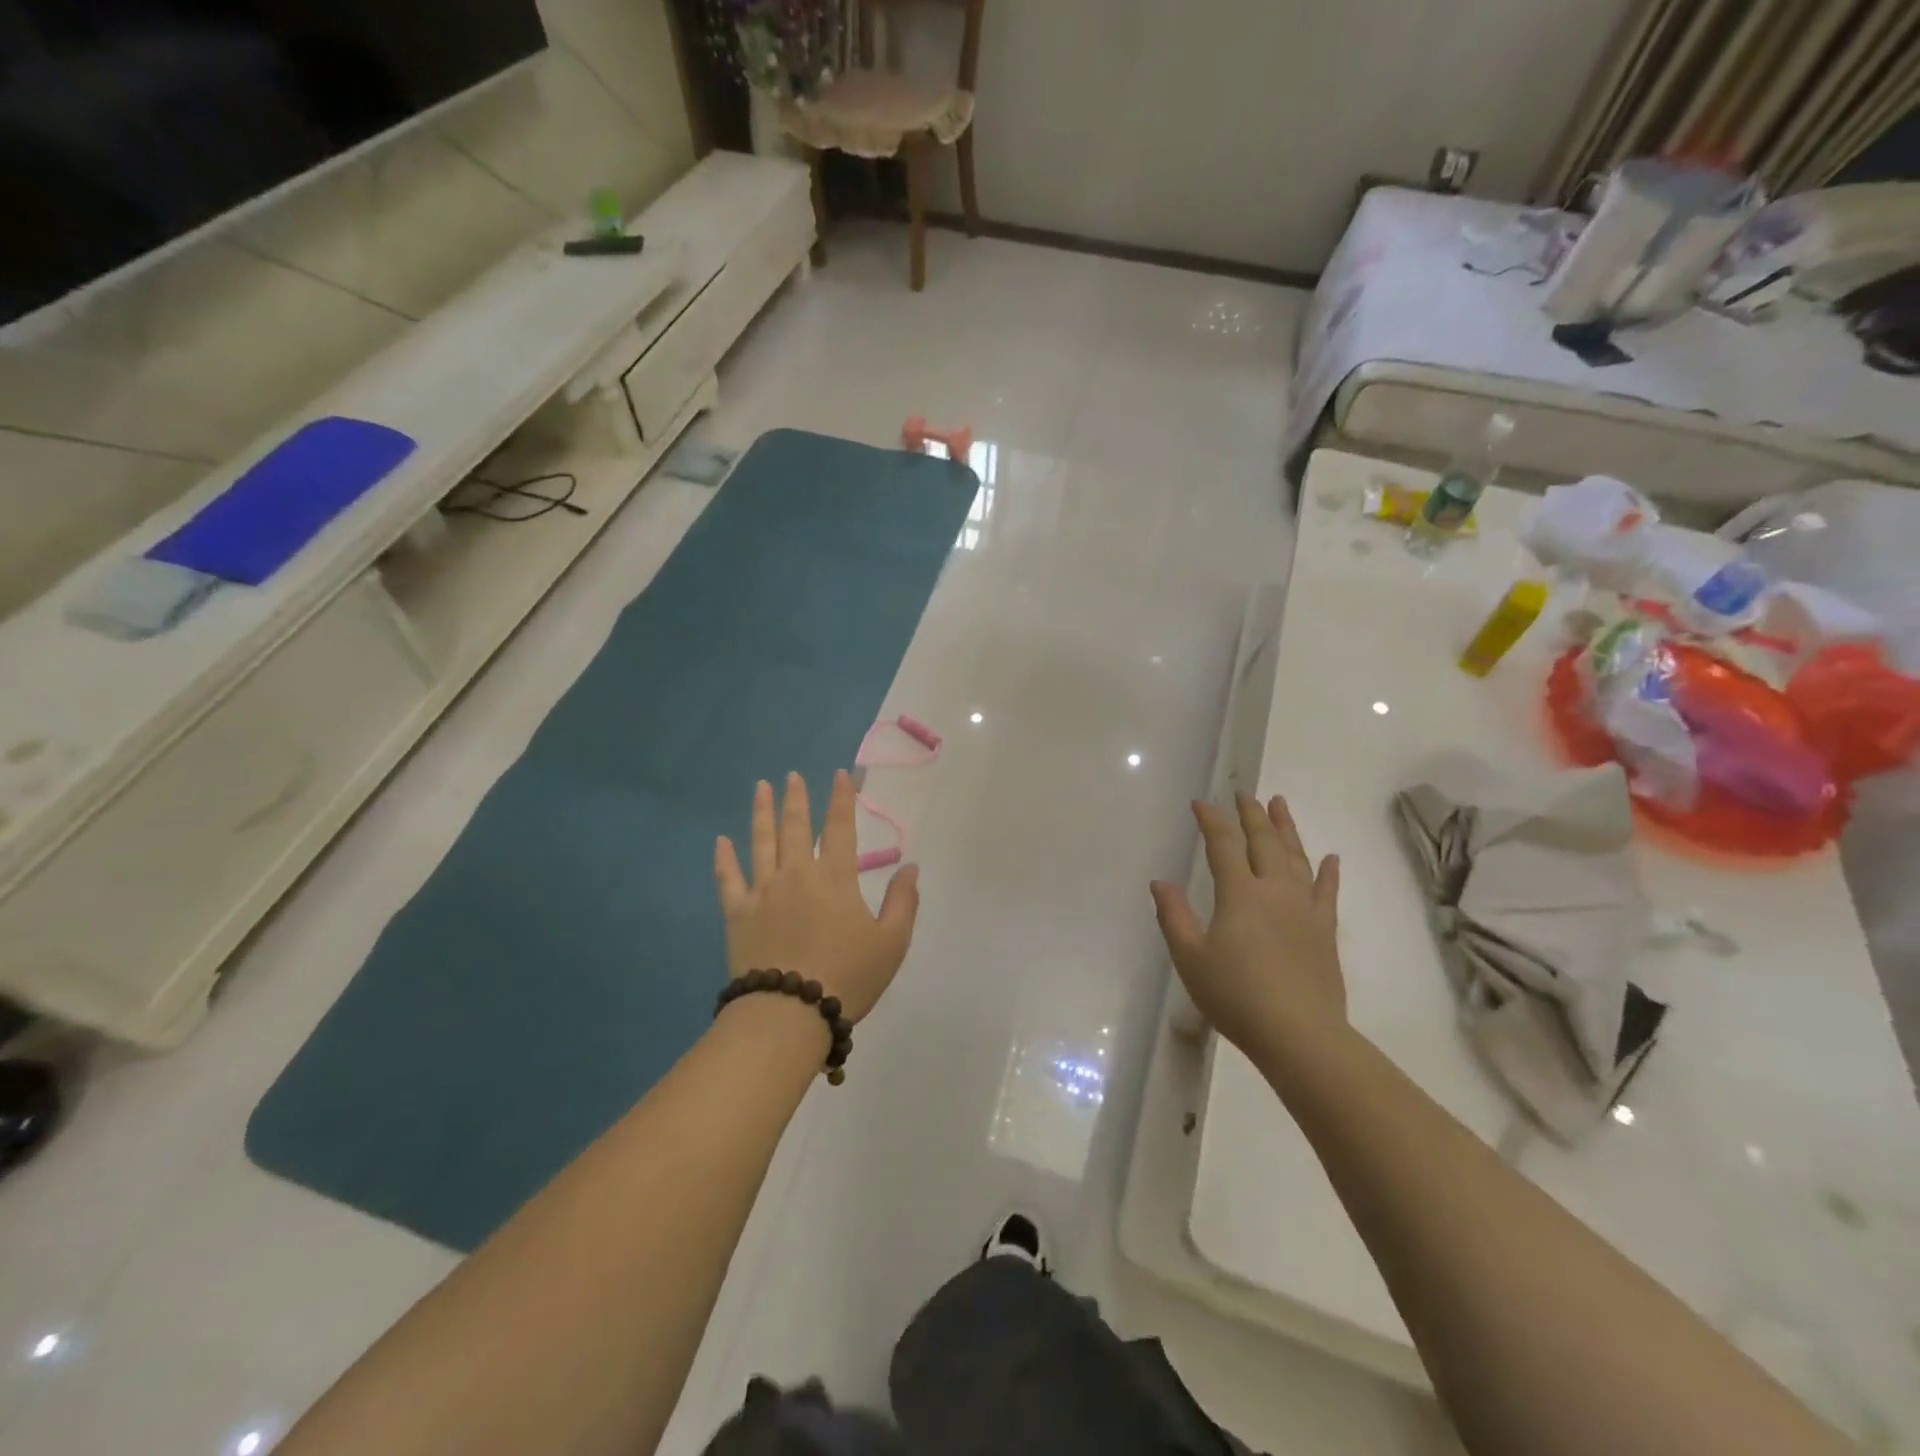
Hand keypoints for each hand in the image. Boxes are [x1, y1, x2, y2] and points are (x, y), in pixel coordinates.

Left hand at [714, 771, 920, 1022]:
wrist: (790, 1013)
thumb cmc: (848, 977)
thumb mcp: (891, 942)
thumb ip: (903, 901)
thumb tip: (910, 867)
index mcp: (835, 878)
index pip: (840, 828)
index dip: (842, 799)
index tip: (840, 775)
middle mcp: (797, 874)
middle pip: (795, 827)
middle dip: (796, 798)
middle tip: (792, 776)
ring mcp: (763, 892)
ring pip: (761, 843)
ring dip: (761, 813)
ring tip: (761, 787)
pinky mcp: (738, 914)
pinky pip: (728, 879)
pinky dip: (724, 859)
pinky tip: (720, 841)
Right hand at [1150, 793, 1343, 1057]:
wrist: (1299, 1034)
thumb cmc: (1236, 996)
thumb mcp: (1190, 958)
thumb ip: (1174, 917)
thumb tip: (1160, 882)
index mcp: (1239, 894)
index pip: (1223, 845)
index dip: (1211, 820)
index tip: (1200, 802)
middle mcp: (1274, 890)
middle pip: (1264, 841)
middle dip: (1250, 814)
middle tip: (1243, 793)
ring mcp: (1304, 909)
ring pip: (1296, 857)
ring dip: (1287, 828)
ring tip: (1280, 804)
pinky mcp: (1324, 930)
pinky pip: (1327, 892)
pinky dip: (1328, 872)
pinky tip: (1330, 858)